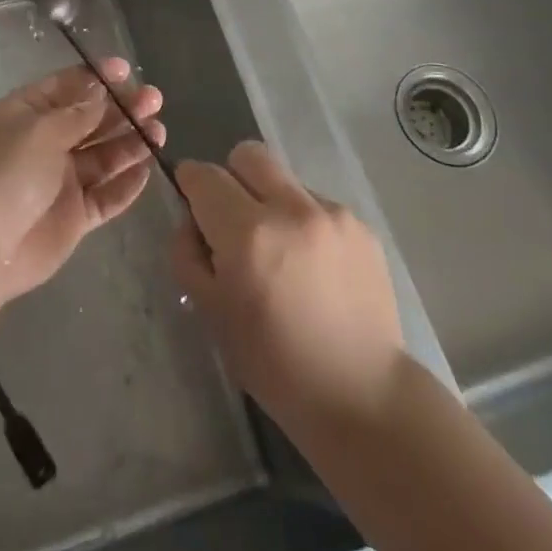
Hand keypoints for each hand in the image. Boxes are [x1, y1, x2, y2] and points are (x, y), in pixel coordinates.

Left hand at [0, 59, 165, 305]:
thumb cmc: (5, 174)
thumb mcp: (40, 131)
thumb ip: (77, 113)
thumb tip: (101, 92)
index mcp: (28, 113)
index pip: (67, 86)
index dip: (96, 77)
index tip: (127, 70)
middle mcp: (46, 142)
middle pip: (91, 120)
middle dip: (122, 108)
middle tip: (154, 100)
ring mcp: (62, 180)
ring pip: (104, 156)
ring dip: (131, 142)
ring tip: (158, 132)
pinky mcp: (75, 215)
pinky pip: (107, 195)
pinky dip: (126, 184)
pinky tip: (147, 169)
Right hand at [172, 141, 403, 430]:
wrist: (362, 395)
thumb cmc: (274, 364)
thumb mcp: (211, 313)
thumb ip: (189, 254)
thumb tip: (192, 220)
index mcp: (248, 234)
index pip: (204, 175)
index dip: (190, 183)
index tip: (192, 203)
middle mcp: (291, 209)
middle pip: (248, 155)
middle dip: (231, 177)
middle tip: (234, 220)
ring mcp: (332, 213)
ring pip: (284, 179)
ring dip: (271, 202)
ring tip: (282, 253)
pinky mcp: (360, 225)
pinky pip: (317, 204)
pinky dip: (304, 222)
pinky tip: (313, 267)